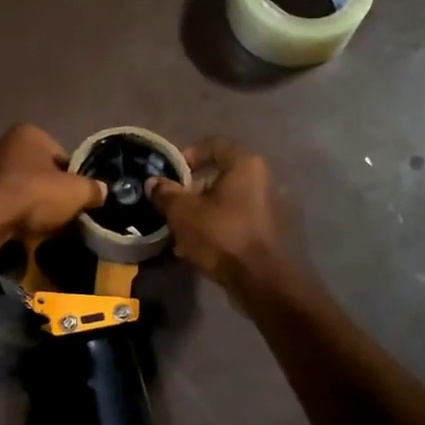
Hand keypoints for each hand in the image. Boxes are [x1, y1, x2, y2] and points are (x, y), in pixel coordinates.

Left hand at [0, 126, 104, 241]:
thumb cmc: (37, 196)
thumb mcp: (77, 194)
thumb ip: (91, 190)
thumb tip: (103, 191)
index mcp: (26, 136)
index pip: (51, 150)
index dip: (60, 170)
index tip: (66, 192)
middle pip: (3, 145)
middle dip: (6, 155)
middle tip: (17, 181)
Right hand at [146, 138, 289, 293]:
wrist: (261, 280)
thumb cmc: (221, 235)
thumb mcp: (183, 212)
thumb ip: (166, 193)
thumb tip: (154, 182)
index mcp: (245, 164)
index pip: (214, 144)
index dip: (188, 155)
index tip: (171, 173)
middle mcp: (263, 179)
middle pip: (221, 174)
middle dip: (194, 188)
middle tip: (174, 203)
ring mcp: (270, 206)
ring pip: (228, 200)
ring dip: (204, 210)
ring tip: (182, 229)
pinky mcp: (271, 231)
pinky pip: (238, 220)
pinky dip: (219, 226)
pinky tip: (199, 246)